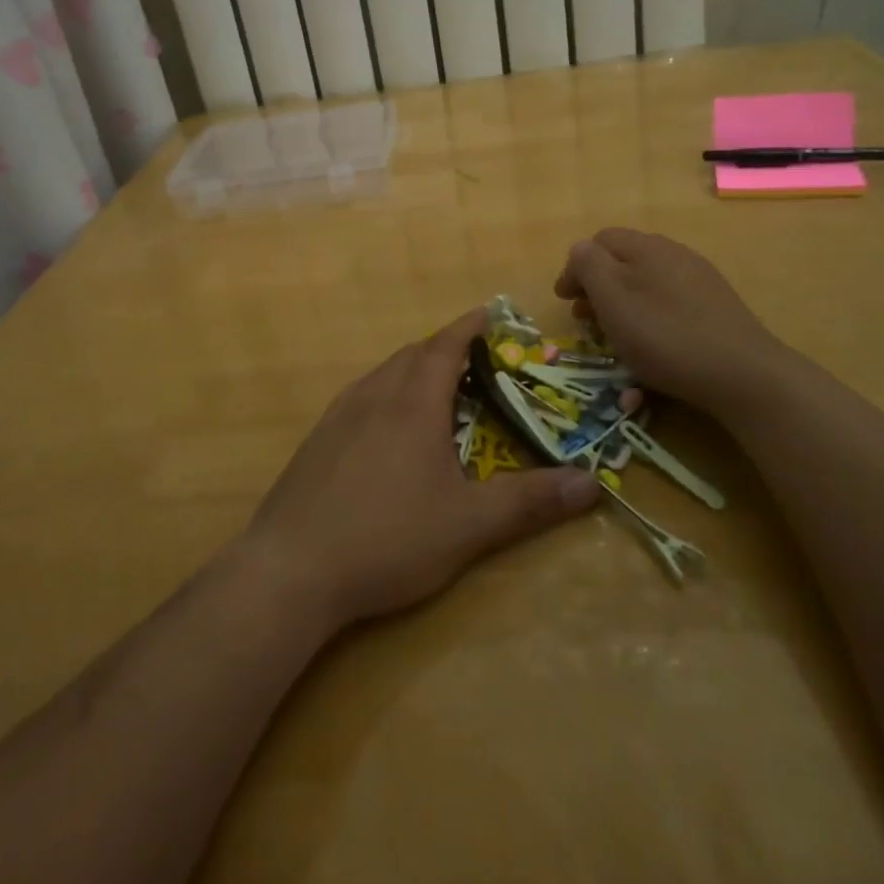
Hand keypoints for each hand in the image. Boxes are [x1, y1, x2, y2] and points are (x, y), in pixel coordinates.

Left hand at [243, 309, 601, 630]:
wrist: (291, 569)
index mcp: (413, 403)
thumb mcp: (468, 525)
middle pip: (413, 354)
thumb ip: (530, 502)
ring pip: (382, 373)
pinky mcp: (317, 440)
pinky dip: (385, 392)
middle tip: (475, 361)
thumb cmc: (388, 538)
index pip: (445, 346)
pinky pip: (359, 396)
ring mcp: (339, 415)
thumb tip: (592, 485)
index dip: (469, 327)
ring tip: (435, 388)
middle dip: (445, 348)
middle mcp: (375, 395)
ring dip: (413, 368)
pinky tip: (386, 427)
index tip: (490, 314)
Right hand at [554, 228, 793, 414]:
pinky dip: (650, 315)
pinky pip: (670, 302)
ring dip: (622, 303)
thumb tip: (580, 249)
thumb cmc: (665, 336)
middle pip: (623, 261)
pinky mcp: (715, 305)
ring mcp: (698, 279)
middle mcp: (673, 253)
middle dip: (597, 287)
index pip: (598, 241)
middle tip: (584, 320)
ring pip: (647, 283)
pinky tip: (652, 343)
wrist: (743, 373)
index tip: (563, 301)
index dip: (575, 268)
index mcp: (645, 246)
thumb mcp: (612, 300)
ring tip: (614, 335)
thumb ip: (589, 266)